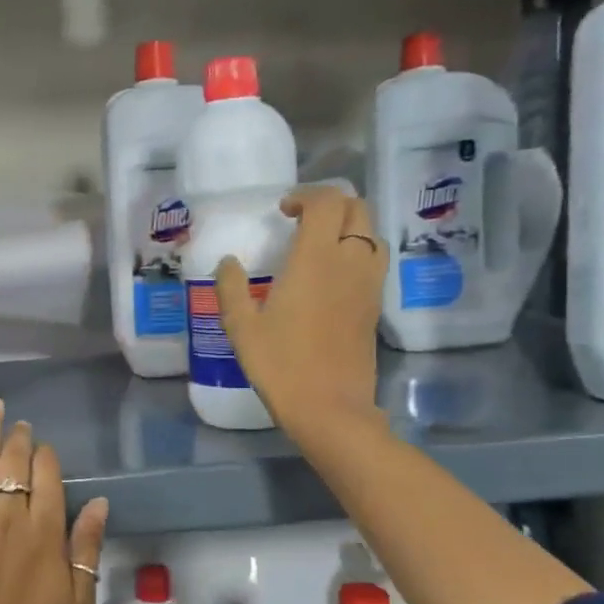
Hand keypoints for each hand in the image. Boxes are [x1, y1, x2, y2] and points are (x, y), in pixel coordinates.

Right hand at [215, 184, 386, 432]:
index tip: (283, 211)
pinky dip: (356, 252)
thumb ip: (231, 288)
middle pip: (357, 209)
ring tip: (317, 245)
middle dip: (331, 205)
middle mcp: (349, 263)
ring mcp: (369, 285)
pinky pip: (373, 261)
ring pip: (371, 234)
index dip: (306, 195)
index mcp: (316, 260)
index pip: (327, 202)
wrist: (330, 408)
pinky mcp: (375, 306)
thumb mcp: (241, 327)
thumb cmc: (280, 365)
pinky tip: (330, 276)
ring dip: (348, 227)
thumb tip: (228, 262)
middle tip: (300, 221)